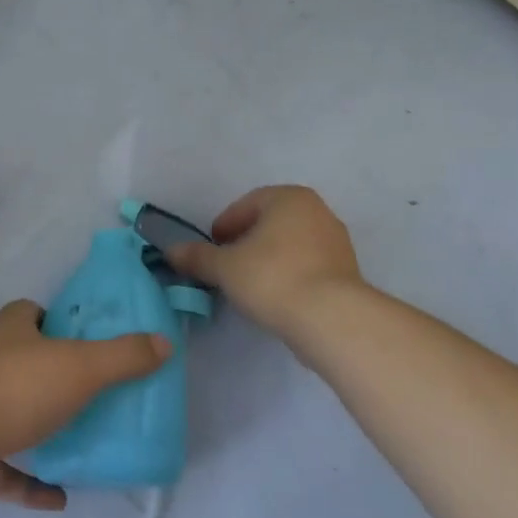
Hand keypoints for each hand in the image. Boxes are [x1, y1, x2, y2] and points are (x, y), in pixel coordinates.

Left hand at [0, 299, 170, 510]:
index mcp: (11, 329)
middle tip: (93, 393)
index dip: (58, 323)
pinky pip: (5, 468)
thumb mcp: (82, 366)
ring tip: (80, 442)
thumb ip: (124, 356)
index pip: (33, 314)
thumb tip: (164, 343)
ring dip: (40, 428)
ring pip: (12, 413)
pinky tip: (59, 497)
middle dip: (53, 376)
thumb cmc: (17, 388)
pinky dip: (29, 481)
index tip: (88, 341)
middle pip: (24, 362)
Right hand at [167, 185, 362, 340]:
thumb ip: (197, 257)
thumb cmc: (273, 278)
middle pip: (270, 222)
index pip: (246, 204)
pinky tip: (275, 297)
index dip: (224, 226)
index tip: (211, 249)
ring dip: (267, 259)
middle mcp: (317, 211)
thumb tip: (171, 251)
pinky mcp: (346, 271)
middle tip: (226, 266)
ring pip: (290, 244)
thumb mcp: (225, 267)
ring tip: (249, 285)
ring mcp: (336, 241)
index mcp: (289, 197)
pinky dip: (288, 274)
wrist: (331, 319)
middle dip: (246, 241)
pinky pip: (307, 265)